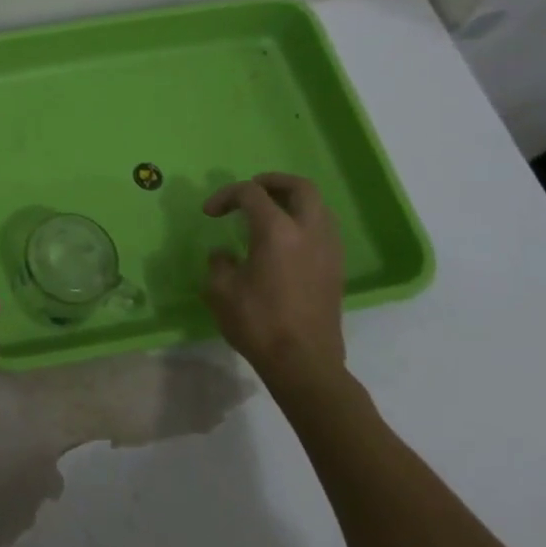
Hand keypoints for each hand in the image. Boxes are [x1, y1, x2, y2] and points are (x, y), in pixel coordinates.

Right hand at [203, 173, 346, 392]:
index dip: (226, 196)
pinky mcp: (336, 269)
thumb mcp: (221, 291)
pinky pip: (323, 229)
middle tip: (251, 192)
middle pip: (300, 187)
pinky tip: (284, 242)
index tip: (210, 214)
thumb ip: (220, 264)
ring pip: (318, 207)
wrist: (303, 364)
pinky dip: (304, 222)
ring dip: (292, 201)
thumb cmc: (258, 323)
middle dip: (273, 182)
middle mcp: (308, 231)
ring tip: (268, 213)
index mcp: (277, 231)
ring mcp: (328, 250)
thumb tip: (224, 255)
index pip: (251, 193)